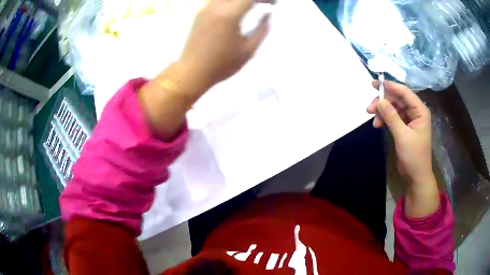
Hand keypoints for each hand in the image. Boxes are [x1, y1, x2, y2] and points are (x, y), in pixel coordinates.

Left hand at [180, 0, 270, 88]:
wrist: (192, 72)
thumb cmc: (222, 64)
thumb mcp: (249, 50)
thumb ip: (262, 29)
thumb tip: (268, 14)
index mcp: (229, 14)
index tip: (272, 4)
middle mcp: (216, 6)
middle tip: (263, 3)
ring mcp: (205, 9)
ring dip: (240, 0)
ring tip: (251, 5)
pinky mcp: (200, 14)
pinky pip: (217, 1)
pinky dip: (229, 2)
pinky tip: (236, 9)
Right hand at [367, 80, 432, 185]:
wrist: (416, 176)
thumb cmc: (414, 156)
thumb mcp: (402, 136)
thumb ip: (391, 117)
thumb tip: (379, 100)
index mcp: (420, 111)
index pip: (404, 92)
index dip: (390, 86)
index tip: (375, 84)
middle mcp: (415, 112)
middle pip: (397, 99)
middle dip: (384, 102)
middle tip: (369, 108)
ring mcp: (410, 119)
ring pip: (394, 108)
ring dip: (383, 112)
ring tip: (373, 119)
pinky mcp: (404, 127)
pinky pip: (393, 117)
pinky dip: (385, 119)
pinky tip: (378, 125)